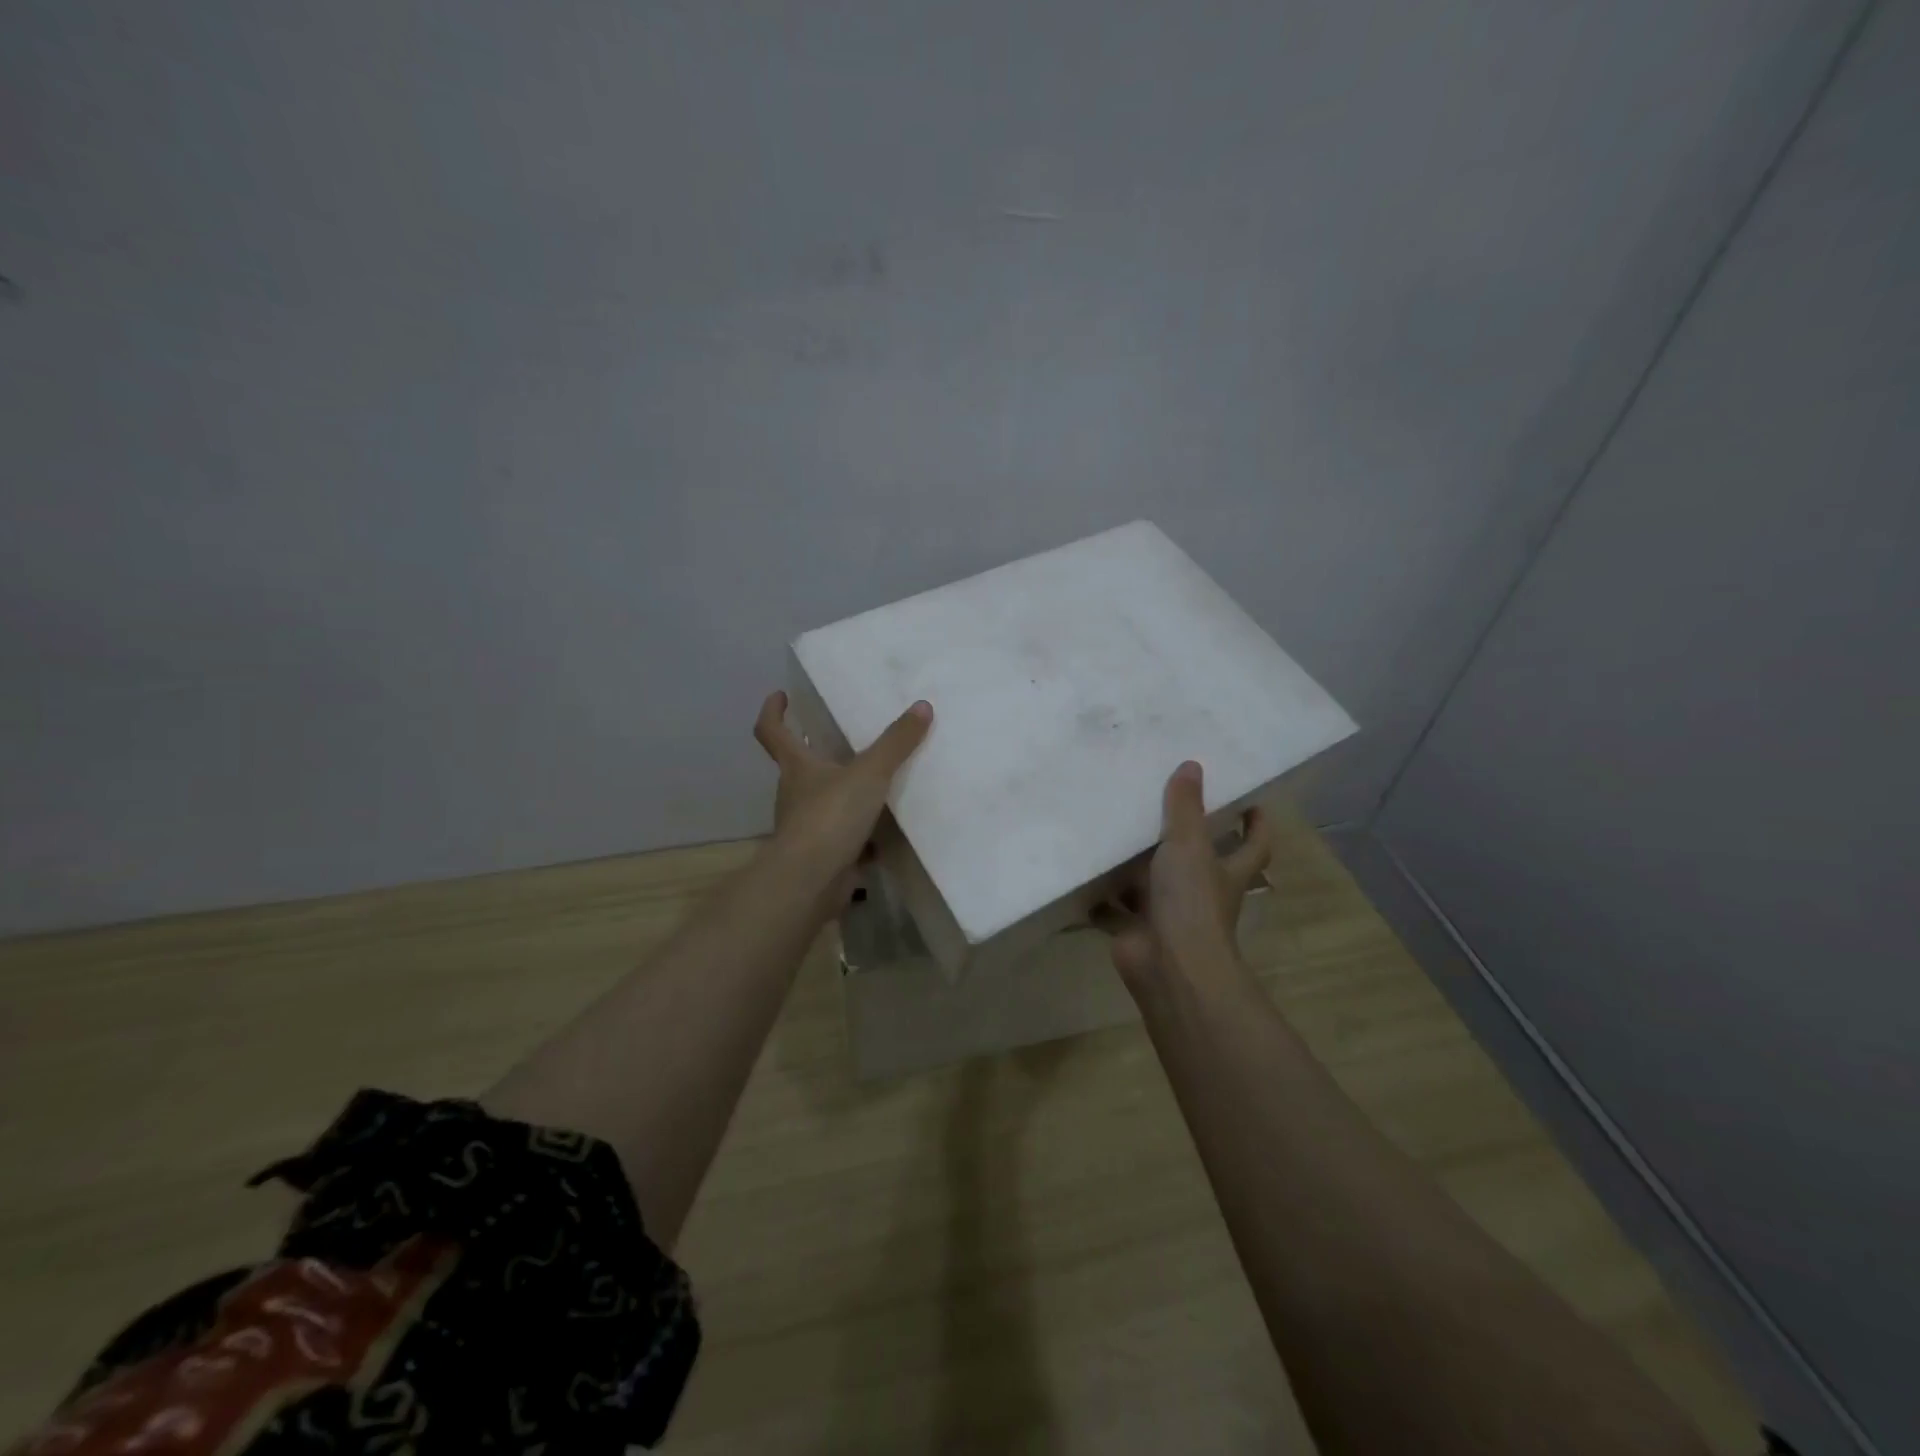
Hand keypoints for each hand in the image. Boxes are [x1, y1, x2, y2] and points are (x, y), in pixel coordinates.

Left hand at [753, 690, 933, 907]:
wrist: (812, 881)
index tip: (781, 696)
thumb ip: (896, 742)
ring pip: (823, 802)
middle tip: (843, 738)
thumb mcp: (869, 773)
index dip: (774, 712)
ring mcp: (806, 827)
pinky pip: (843, 835)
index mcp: (797, 768)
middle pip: (800, 766)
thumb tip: (922, 706)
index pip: (772, 732)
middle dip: (816, 752)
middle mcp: (795, 794)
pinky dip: (860, 832)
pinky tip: (887, 830)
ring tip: (877, 782)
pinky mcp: (823, 854)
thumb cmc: (830, 817)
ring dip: (843, 792)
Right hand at [1096, 760, 1272, 986]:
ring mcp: (1168, 914)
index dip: (1256, 825)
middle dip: (1183, 840)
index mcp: (1225, 872)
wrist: (1168, 965)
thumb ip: (1185, 807)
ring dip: (1135, 867)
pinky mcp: (1136, 929)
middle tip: (1160, 805)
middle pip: (1198, 862)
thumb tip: (1192, 765)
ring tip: (1113, 832)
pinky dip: (1099, 898)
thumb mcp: (1188, 844)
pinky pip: (1114, 909)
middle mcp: (1201, 893)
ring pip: (1151, 884)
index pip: (1253, 844)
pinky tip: (1081, 874)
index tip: (1250, 803)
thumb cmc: (1190, 901)